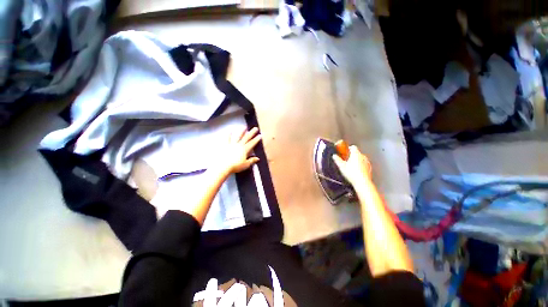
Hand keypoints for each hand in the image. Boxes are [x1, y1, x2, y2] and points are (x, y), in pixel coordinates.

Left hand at [217, 127, 261, 174]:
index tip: (260, 135)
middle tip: (255, 128)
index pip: (252, 143)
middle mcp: (239, 145)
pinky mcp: (225, 146)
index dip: (256, 139)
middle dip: (251, 133)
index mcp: (245, 150)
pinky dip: (228, 135)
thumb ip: (252, 160)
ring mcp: (232, 144)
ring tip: (245, 127)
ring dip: (242, 131)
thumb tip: (257, 158)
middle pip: (246, 138)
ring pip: (238, 136)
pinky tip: (230, 130)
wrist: (223, 166)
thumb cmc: (236, 166)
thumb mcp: (246, 164)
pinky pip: (227, 139)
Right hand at [332, 145, 371, 185]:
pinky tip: (356, 171)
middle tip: (346, 160)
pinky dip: (360, 166)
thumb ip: (337, 159)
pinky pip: (364, 164)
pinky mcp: (369, 168)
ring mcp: (367, 162)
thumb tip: (334, 156)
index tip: (344, 152)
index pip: (353, 147)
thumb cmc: (352, 173)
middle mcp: (362, 156)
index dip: (348, 148)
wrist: (362, 182)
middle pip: (357, 153)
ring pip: (360, 158)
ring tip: (350, 166)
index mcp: (356, 154)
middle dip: (351, 155)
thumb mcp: (341, 166)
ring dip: (356, 161)